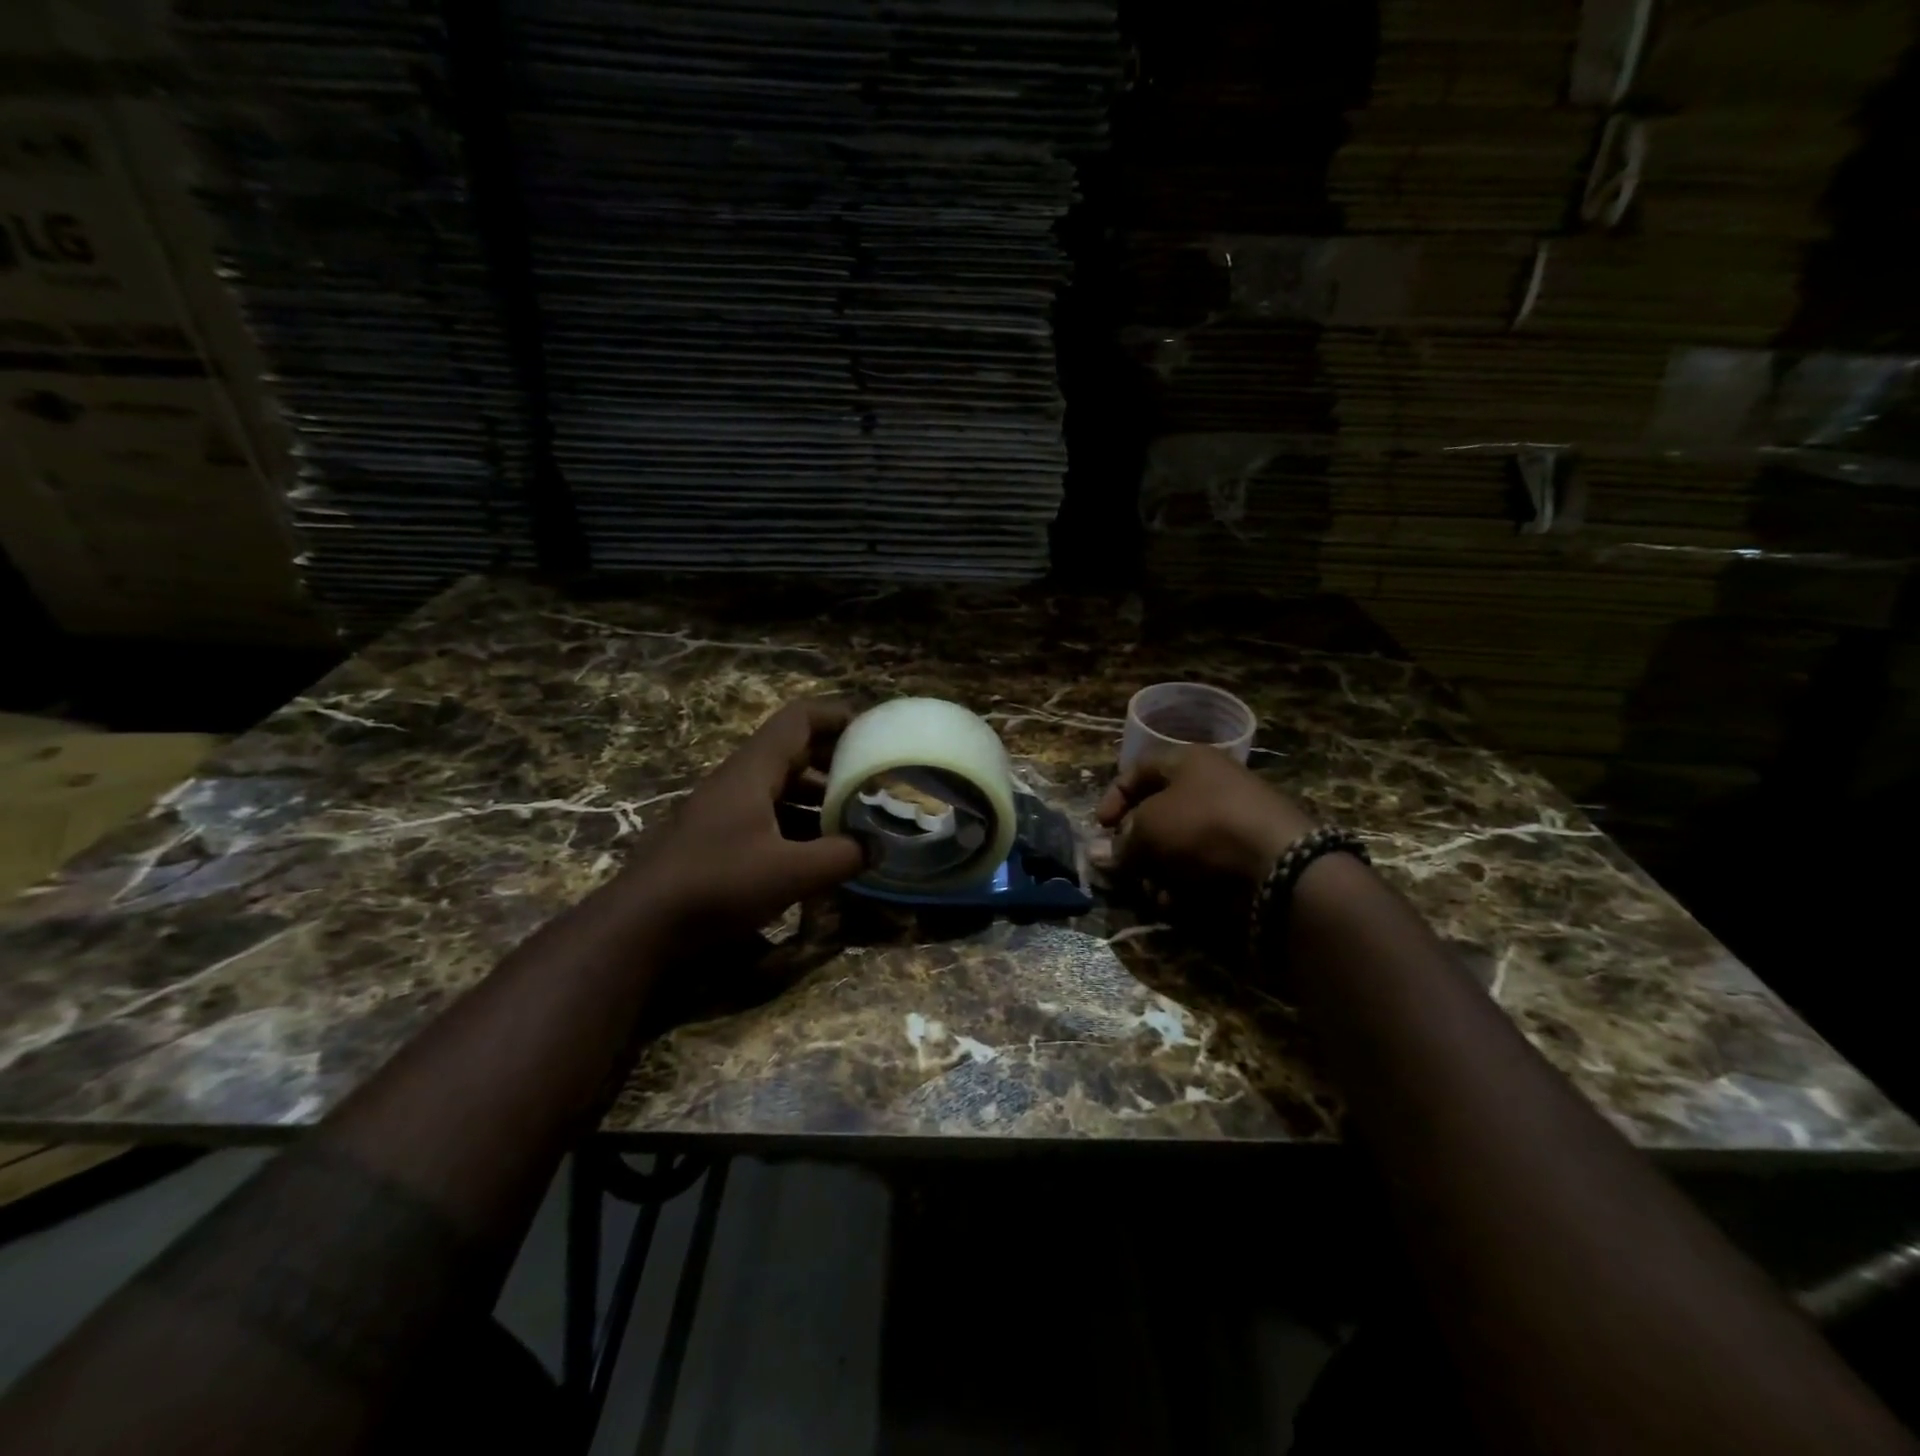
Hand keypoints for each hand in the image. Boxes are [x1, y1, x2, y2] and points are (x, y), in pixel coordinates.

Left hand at [641, 698, 864, 933]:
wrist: (639, 926)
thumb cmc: (717, 884)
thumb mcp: (790, 872)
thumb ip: (841, 856)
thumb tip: (877, 848)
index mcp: (753, 771)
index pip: (799, 719)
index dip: (838, 717)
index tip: (873, 733)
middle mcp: (737, 781)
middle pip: (792, 751)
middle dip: (835, 760)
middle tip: (872, 779)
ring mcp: (723, 811)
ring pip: (780, 787)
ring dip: (818, 797)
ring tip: (854, 818)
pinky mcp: (716, 840)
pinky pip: (768, 816)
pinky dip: (798, 824)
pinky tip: (818, 853)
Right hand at [1094, 747, 1315, 895]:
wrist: (1279, 863)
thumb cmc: (1203, 826)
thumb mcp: (1149, 827)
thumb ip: (1122, 840)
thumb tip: (1105, 854)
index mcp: (1188, 761)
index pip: (1139, 770)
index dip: (1114, 797)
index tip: (1100, 827)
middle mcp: (1210, 786)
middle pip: (1158, 813)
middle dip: (1135, 845)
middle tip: (1124, 868)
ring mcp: (1231, 821)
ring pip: (1177, 846)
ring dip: (1157, 871)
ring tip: (1152, 891)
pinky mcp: (1244, 856)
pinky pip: (1202, 867)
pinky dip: (1184, 885)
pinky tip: (1176, 903)